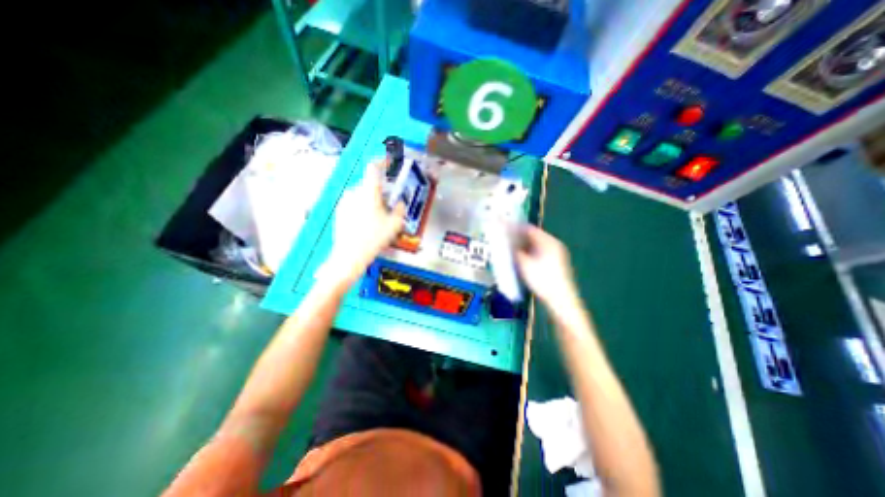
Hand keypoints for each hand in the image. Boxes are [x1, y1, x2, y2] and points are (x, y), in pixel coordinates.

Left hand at [324, 162, 405, 285]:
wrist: (350, 256)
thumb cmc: (374, 238)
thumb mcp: (394, 224)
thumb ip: (399, 210)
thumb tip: (399, 203)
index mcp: (368, 192)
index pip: (373, 167)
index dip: (382, 161)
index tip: (389, 161)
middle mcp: (354, 192)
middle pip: (369, 184)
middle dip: (380, 191)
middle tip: (389, 204)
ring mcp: (344, 201)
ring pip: (362, 195)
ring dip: (371, 201)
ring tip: (378, 218)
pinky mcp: (339, 211)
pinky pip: (354, 204)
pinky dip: (362, 208)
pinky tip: (366, 224)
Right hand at [511, 224, 581, 306]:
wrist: (561, 301)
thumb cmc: (542, 280)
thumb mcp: (524, 264)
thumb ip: (515, 250)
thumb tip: (507, 241)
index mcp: (549, 241)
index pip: (529, 229)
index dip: (515, 229)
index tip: (503, 230)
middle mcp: (554, 245)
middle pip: (533, 237)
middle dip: (518, 238)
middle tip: (505, 241)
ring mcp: (557, 255)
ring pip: (536, 246)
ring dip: (523, 247)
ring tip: (510, 250)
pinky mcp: (556, 264)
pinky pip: (540, 253)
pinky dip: (530, 254)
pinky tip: (521, 260)